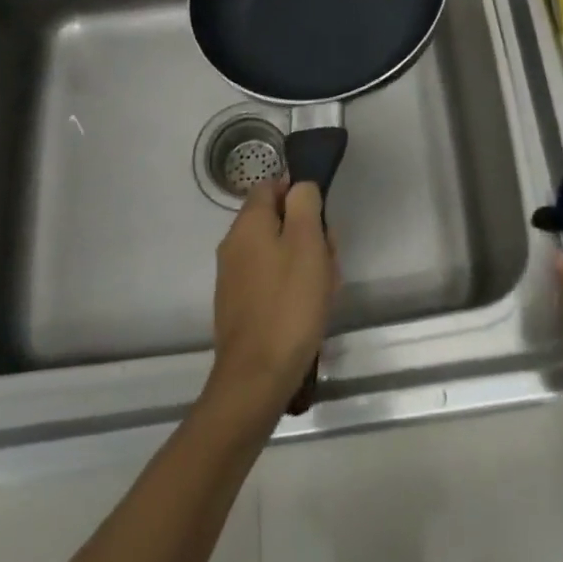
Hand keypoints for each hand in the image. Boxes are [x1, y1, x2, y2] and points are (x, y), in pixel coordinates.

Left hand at [208, 177, 337, 421]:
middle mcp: (234, 245)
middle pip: (276, 221)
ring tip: (324, 288)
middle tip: (328, 258)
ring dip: (304, 262)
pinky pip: (270, 280)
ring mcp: (233, 277)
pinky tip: (309, 309)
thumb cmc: (289, 302)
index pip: (270, 186)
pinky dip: (291, 286)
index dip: (298, 194)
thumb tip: (299, 186)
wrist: (257, 376)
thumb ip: (304, 203)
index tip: (321, 218)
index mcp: (248, 224)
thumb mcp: (307, 242)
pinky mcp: (239, 306)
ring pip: (276, 252)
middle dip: (307, 233)